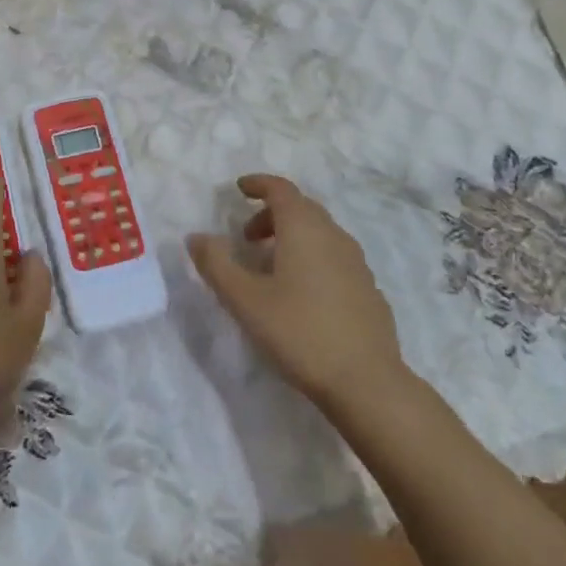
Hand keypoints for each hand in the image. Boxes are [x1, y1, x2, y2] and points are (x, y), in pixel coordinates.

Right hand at [187, 175, 405, 412]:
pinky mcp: (368, 289)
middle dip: (271, 214)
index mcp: (304, 229)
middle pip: (301, 208)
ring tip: (270, 267)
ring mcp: (356, 262)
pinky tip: (302, 293)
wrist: (366, 381)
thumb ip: (216, 264)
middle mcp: (334, 235)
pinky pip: (334, 257)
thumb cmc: (299, 332)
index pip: (281, 189)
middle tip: (246, 237)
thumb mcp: (245, 300)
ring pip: (320, 233)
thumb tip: (196, 237)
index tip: (239, 189)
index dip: (259, 184)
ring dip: (292, 237)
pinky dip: (312, 258)